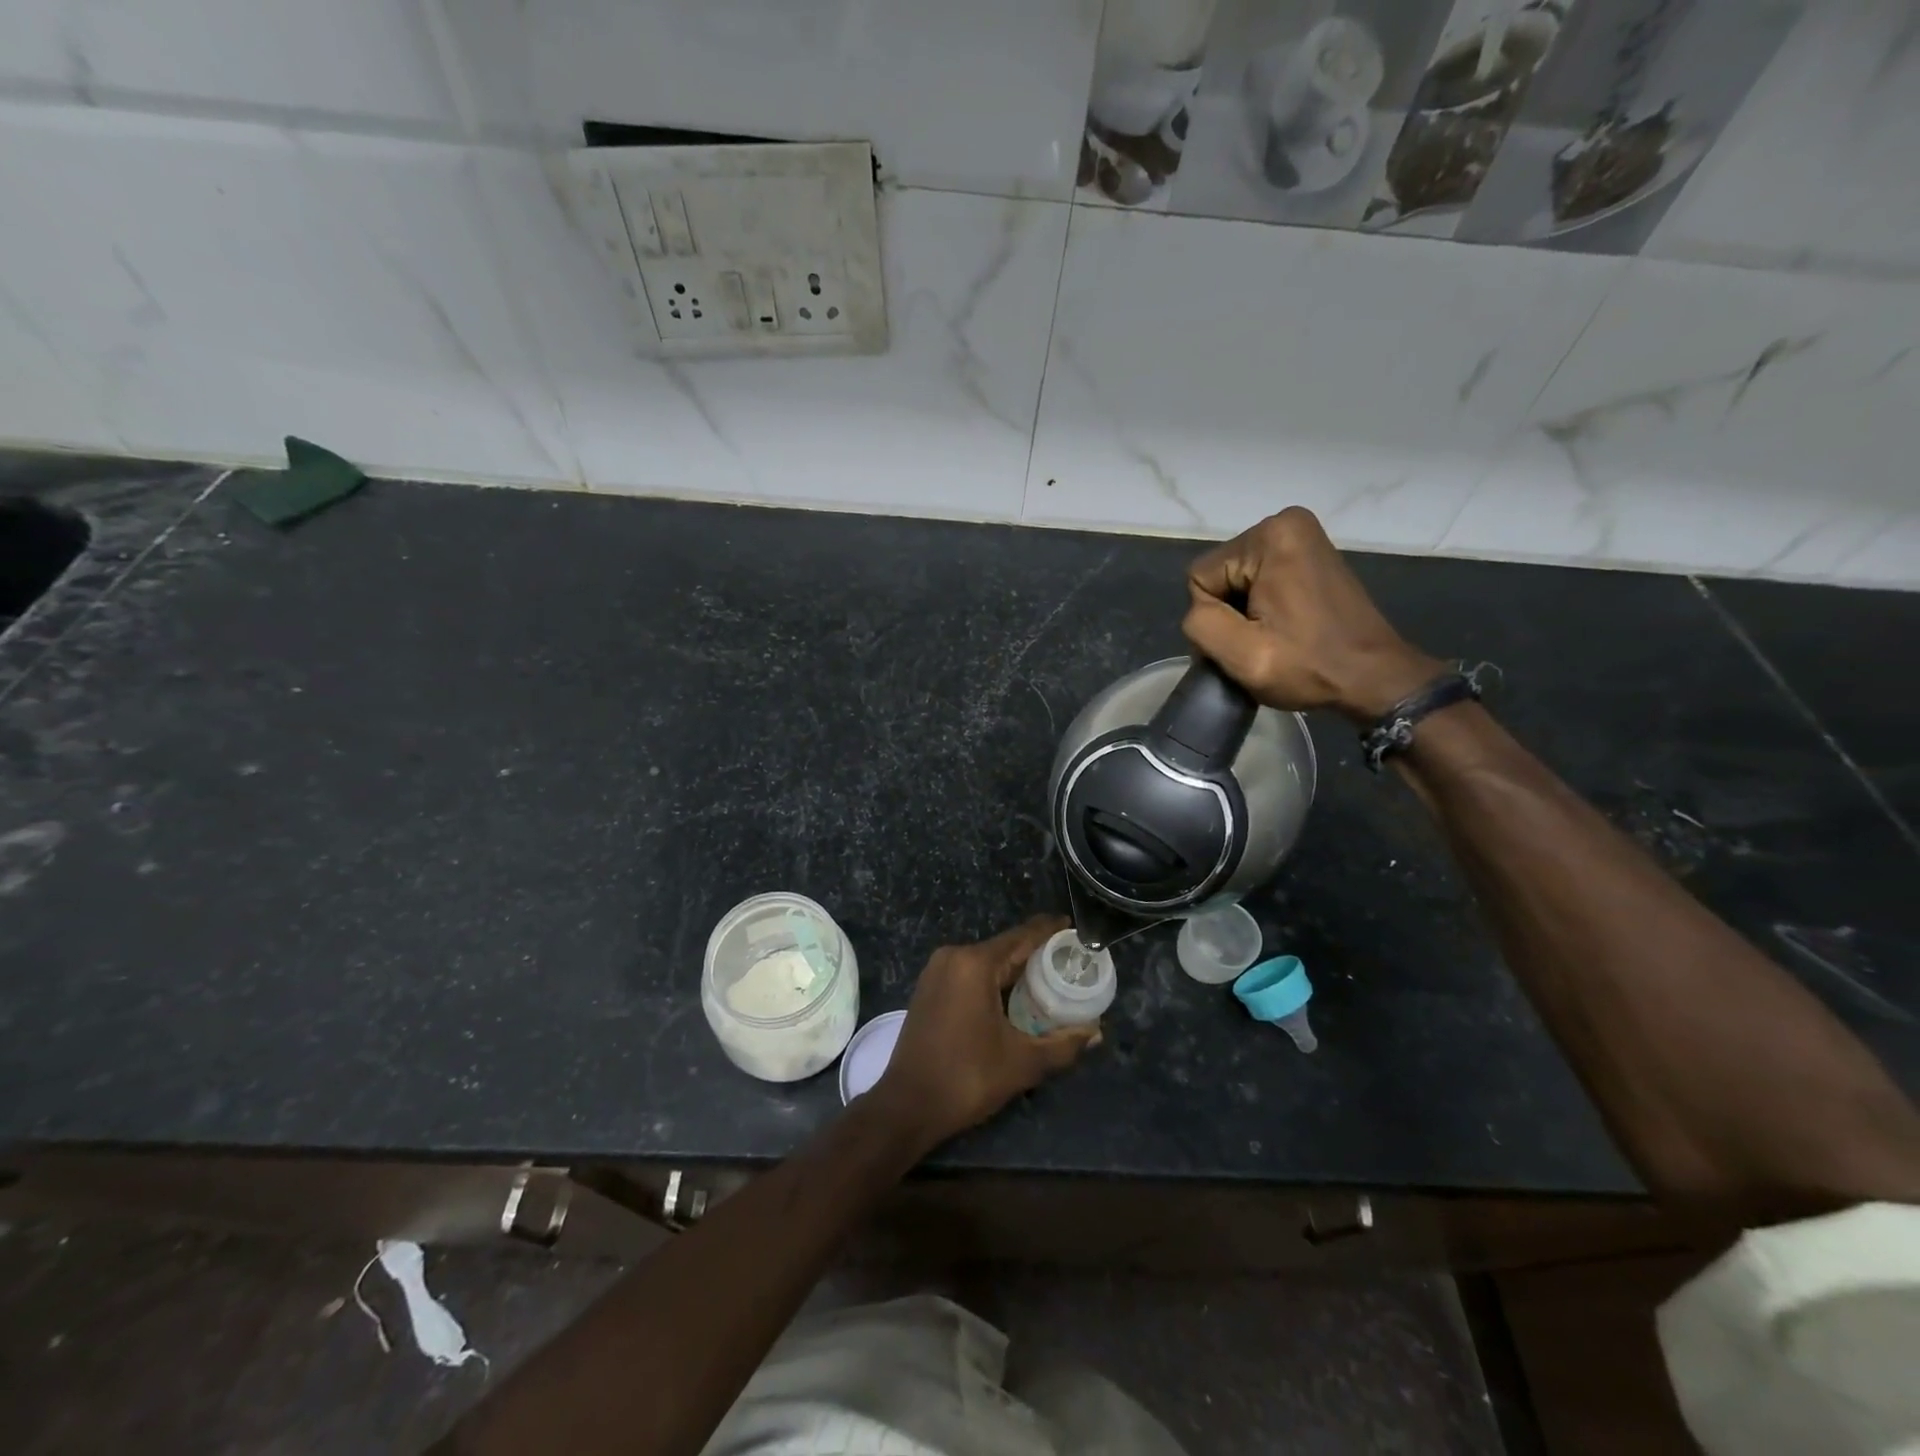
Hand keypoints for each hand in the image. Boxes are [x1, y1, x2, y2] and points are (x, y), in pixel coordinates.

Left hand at [870, 916, 1098, 1149]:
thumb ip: (1063, 1044)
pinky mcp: (928, 987)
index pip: (1022, 936)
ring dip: (1015, 970)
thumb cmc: (966, 1078)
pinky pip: (969, 973)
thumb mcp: (1022, 1063)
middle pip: (1005, 948)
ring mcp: (937, 971)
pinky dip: (993, 980)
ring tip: (1049, 982)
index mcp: (975, 964)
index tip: (1076, 929)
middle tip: (1070, 966)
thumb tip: (1096, 1032)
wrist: (907, 1106)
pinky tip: (1014, 998)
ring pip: (987, 961)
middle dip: (1037, 955)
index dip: (1051, 931)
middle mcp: (953, 956)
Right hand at [1183, 507, 1441, 722]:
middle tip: (1262, 643)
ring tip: (1275, 637)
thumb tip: (1200, 612)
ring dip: (1245, 613)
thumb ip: (1200, 624)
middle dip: (1230, 612)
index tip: (1248, 641)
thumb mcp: (1242, 655)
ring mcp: (1301, 536)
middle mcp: (1285, 523)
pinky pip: (1259, 579)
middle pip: (1220, 575)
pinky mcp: (1309, 554)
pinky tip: (1284, 627)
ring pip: (1236, 581)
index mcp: (1270, 536)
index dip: (1214, 617)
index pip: (1200, 578)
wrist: (1374, 677)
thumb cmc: (1310, 666)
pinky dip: (1263, 606)